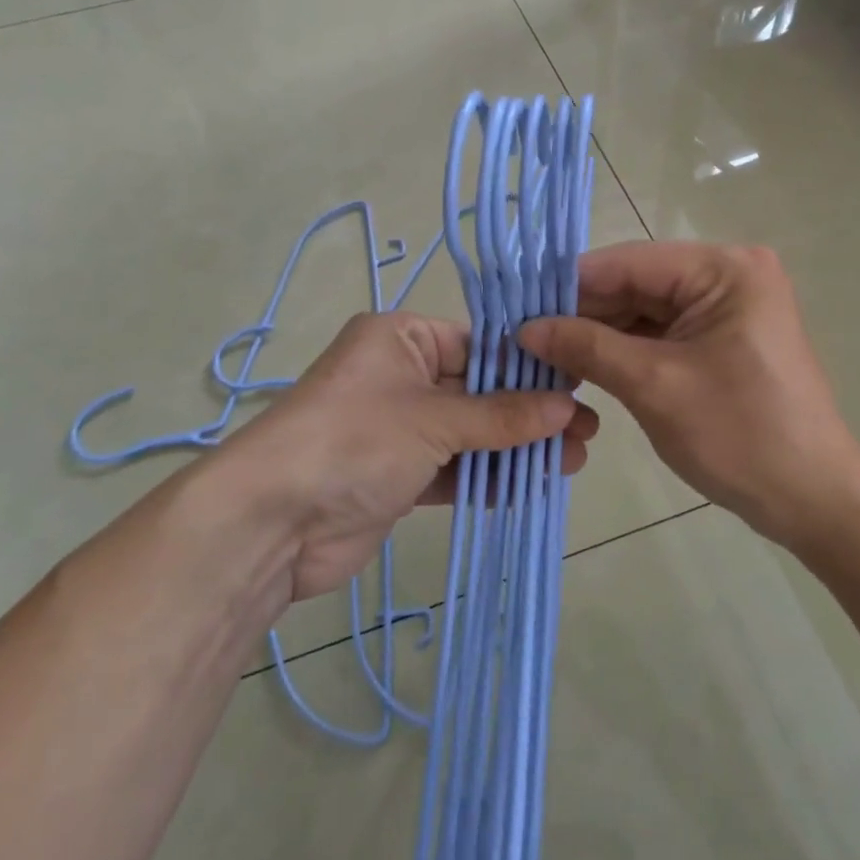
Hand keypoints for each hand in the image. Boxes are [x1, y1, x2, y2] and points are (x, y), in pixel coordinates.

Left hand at [223, 311, 598, 600]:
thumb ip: (502, 416)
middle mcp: (399, 376)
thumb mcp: (434, 419)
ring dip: (516, 448)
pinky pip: (452, 468)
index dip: (528, 366)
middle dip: (530, 412)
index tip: (578, 383)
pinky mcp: (397, 475)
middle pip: (478, 390)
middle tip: (586, 431)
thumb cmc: (355, 440)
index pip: (478, 343)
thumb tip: (567, 408)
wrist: (272, 522)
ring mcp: (398, 428)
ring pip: (470, 433)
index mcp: (400, 338)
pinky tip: (530, 485)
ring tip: (572, 462)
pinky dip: (486, 476)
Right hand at [517, 242, 855, 545]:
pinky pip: (662, 334)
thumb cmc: (740, 436)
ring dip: (598, 334)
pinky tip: (582, 366)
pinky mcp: (723, 339)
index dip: (569, 285)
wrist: (814, 500)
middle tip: (522, 337)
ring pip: (644, 310)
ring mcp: (727, 307)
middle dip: (581, 313)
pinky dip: (624, 351)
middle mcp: (728, 275)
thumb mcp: (654, 386)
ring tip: (542, 355)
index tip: (516, 306)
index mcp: (724, 269)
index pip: (628, 262)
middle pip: (636, 284)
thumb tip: (525, 328)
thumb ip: (587, 347)